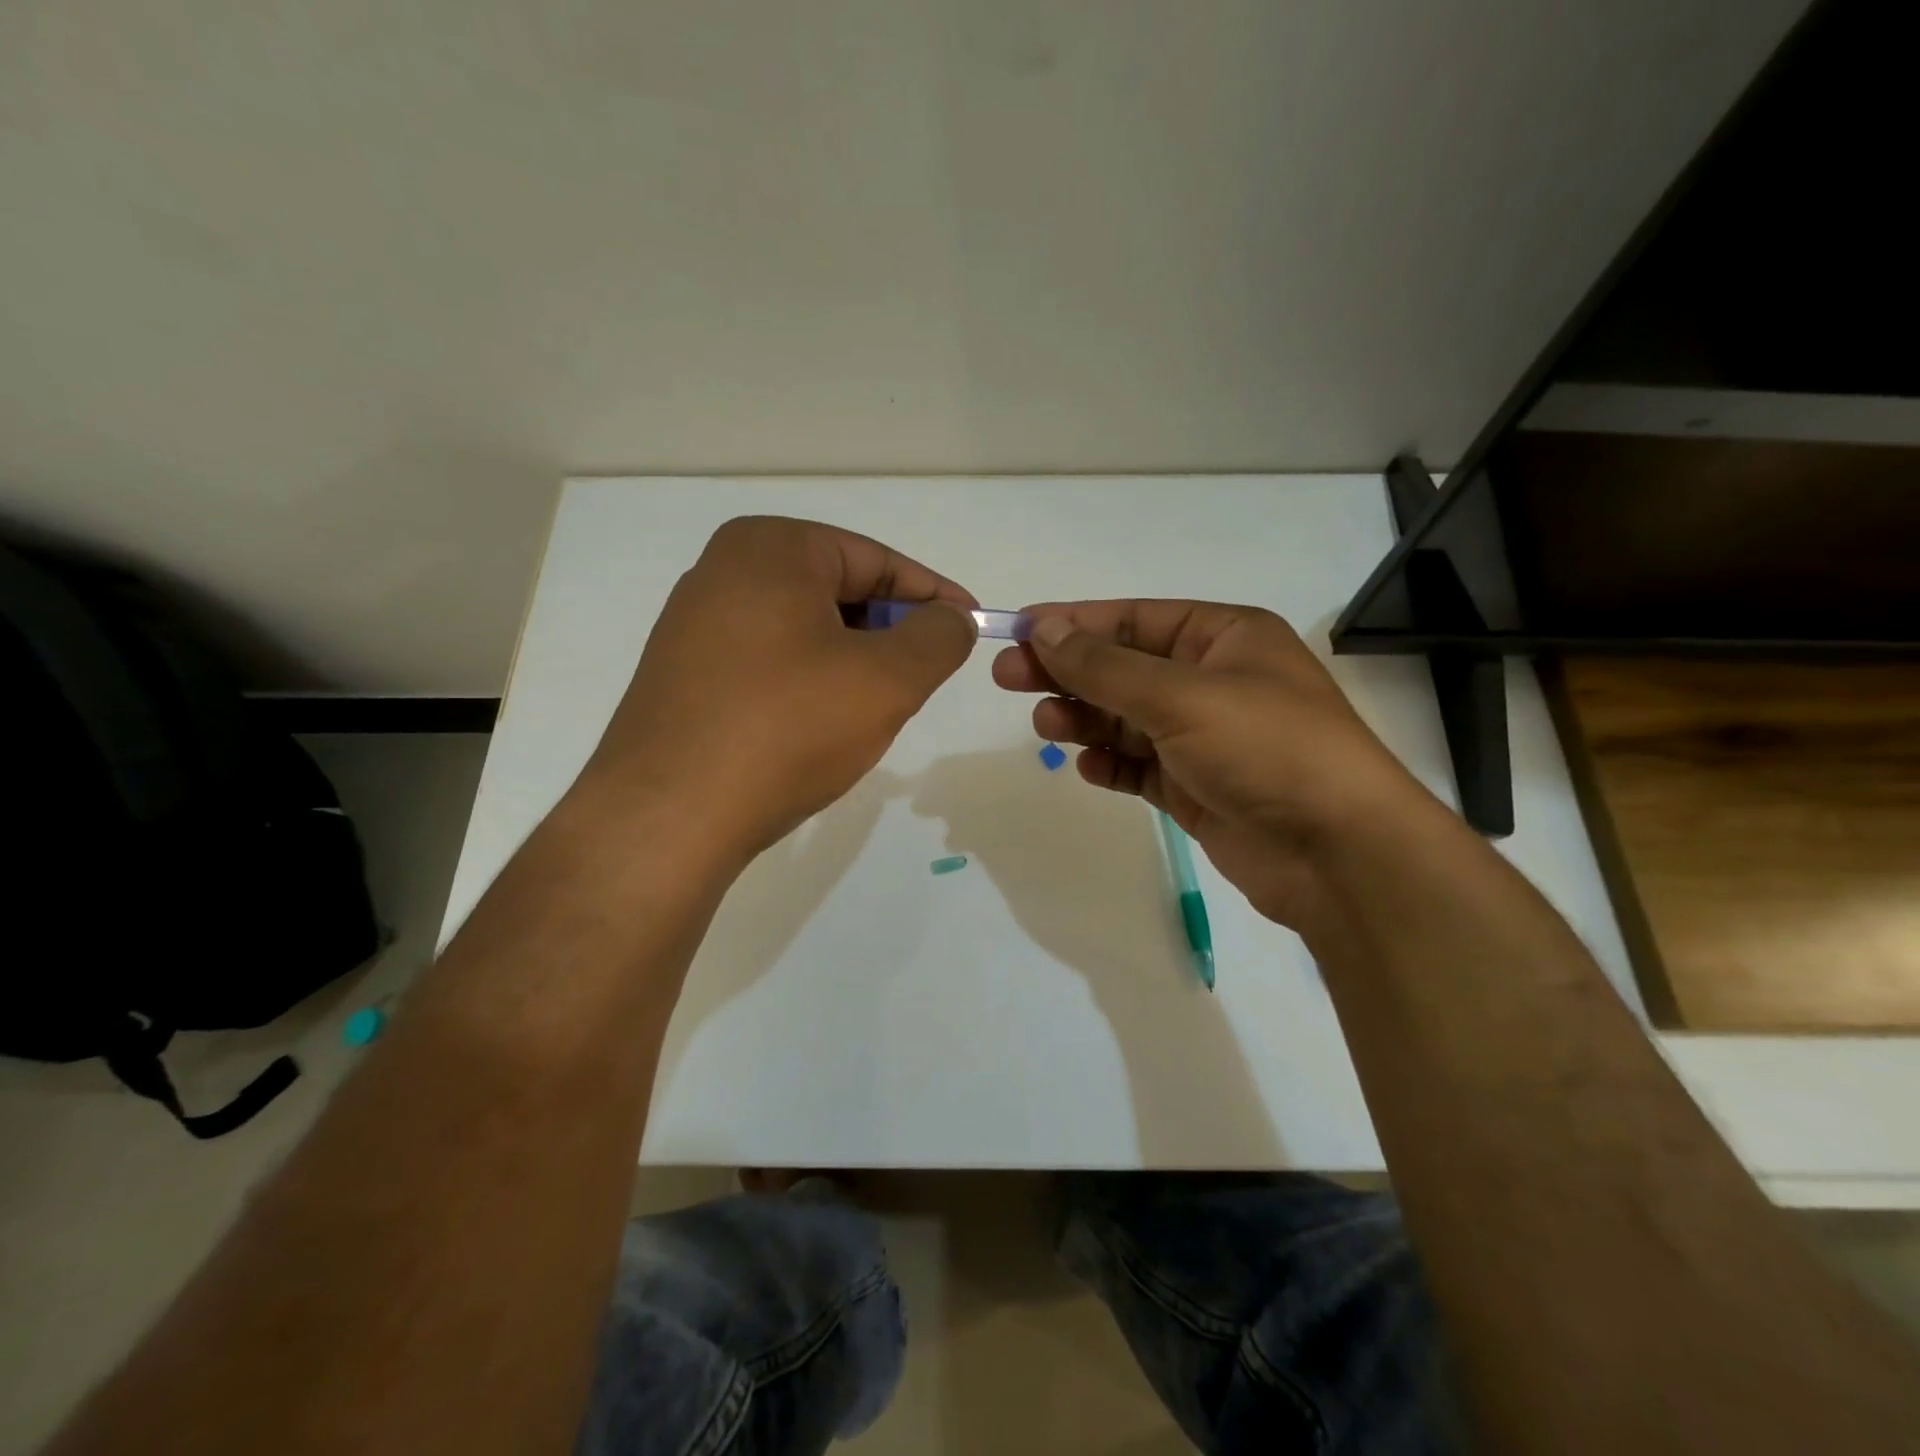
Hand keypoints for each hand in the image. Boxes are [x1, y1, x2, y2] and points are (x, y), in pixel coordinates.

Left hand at [583, 516, 977, 857]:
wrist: (669, 816)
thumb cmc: (787, 728)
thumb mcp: (887, 680)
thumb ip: (938, 637)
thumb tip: (952, 619)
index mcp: (771, 548)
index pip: (876, 560)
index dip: (933, 595)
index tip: (972, 626)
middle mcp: (724, 570)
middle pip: (838, 591)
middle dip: (890, 631)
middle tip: (924, 675)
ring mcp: (696, 623)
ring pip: (805, 629)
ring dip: (852, 661)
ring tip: (876, 707)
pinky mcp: (684, 673)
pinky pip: (770, 661)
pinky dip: (810, 682)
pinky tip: (820, 725)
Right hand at [992, 601, 1434, 925]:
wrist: (1336, 853)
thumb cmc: (1265, 748)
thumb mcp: (1180, 695)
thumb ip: (1105, 666)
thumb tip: (1044, 629)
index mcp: (1224, 637)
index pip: (1134, 619)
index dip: (1073, 623)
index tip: (1017, 631)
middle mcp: (1213, 680)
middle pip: (1122, 668)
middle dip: (1068, 672)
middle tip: (1007, 677)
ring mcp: (1204, 737)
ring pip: (1125, 718)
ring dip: (1084, 719)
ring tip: (1047, 726)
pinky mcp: (1196, 786)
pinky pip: (1139, 766)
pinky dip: (1111, 764)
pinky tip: (1088, 767)